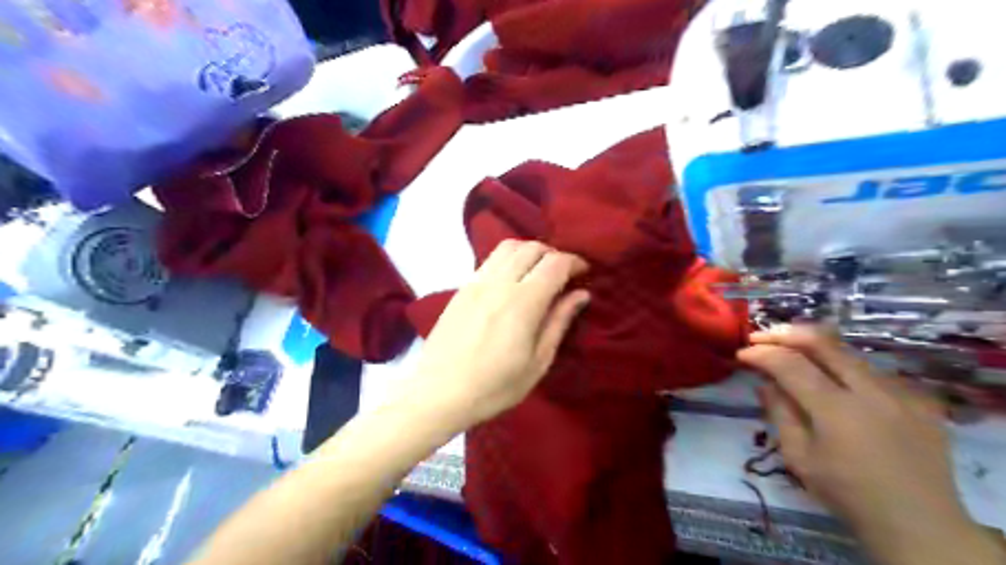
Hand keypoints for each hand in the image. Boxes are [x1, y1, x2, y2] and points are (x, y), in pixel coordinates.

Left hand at [407, 238, 590, 428]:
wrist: (438, 393)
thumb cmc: (494, 386)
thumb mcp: (537, 362)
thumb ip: (558, 322)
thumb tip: (580, 294)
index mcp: (523, 302)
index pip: (555, 263)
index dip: (574, 262)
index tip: (584, 273)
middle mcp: (499, 282)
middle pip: (532, 247)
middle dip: (554, 254)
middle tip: (563, 275)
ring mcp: (476, 282)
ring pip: (508, 247)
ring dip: (530, 251)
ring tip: (538, 273)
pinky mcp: (461, 288)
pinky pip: (490, 260)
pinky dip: (509, 259)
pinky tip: (512, 281)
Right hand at [737, 327, 1000, 564]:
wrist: (918, 524)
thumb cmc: (847, 493)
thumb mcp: (799, 458)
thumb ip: (780, 414)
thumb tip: (766, 382)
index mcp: (837, 410)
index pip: (790, 364)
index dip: (762, 354)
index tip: (741, 354)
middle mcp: (871, 391)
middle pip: (823, 342)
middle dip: (785, 334)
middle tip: (760, 337)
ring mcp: (901, 392)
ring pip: (849, 352)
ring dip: (814, 346)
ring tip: (790, 351)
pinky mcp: (920, 400)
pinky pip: (873, 370)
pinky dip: (843, 366)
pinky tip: (833, 378)